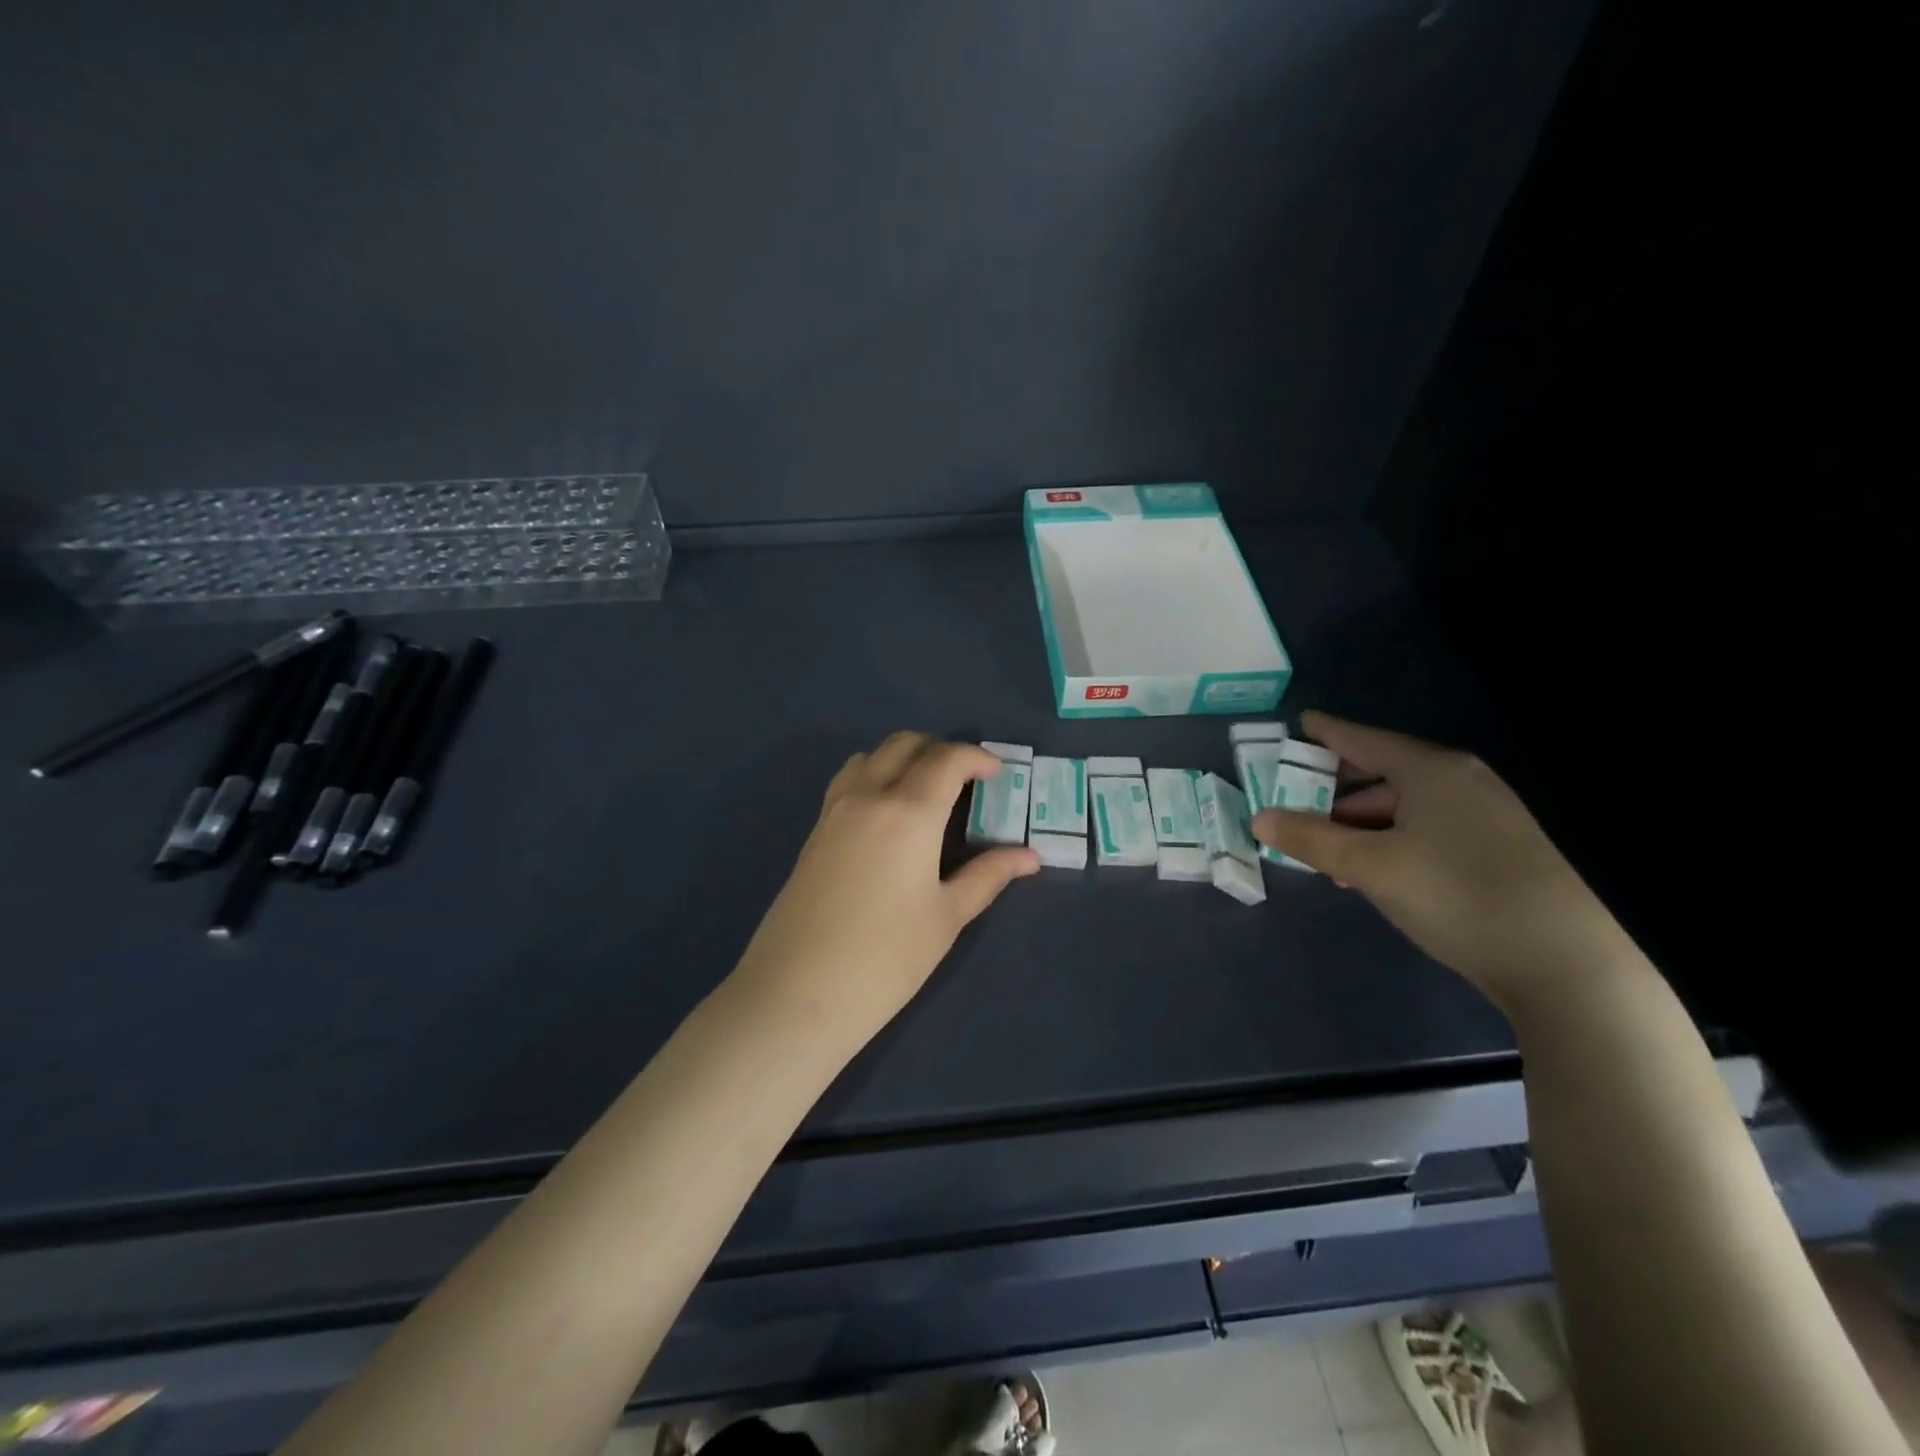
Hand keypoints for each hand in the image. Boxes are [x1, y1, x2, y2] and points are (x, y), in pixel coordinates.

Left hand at [735, 733, 1039, 1030]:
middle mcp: (868, 796)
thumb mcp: (947, 917)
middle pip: (905, 744)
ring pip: (871, 756)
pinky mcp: (814, 831)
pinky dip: (875, 776)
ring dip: (904, 759)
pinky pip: (848, 780)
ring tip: (927, 794)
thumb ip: (988, 876)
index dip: (977, 758)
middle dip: (940, 751)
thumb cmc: (886, 958)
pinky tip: (888, 817)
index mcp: (909, 812)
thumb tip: (1030, 857)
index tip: (997, 775)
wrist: (797, 992)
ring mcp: (834, 810)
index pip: (946, 758)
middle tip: (966, 782)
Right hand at [1251, 711, 1636, 1014]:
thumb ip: (1310, 839)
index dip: (1326, 733)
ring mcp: (1486, 815)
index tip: (1298, 725)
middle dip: (1336, 788)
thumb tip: (1259, 818)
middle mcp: (1461, 781)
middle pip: (1383, 772)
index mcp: (1431, 770)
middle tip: (1294, 800)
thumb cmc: (1456, 894)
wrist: (1567, 963)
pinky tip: (1371, 870)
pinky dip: (1390, 839)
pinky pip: (1427, 828)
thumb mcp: (1370, 866)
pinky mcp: (1499, 849)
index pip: (1364, 740)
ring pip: (1405, 805)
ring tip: (1324, 849)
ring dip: (1360, 822)